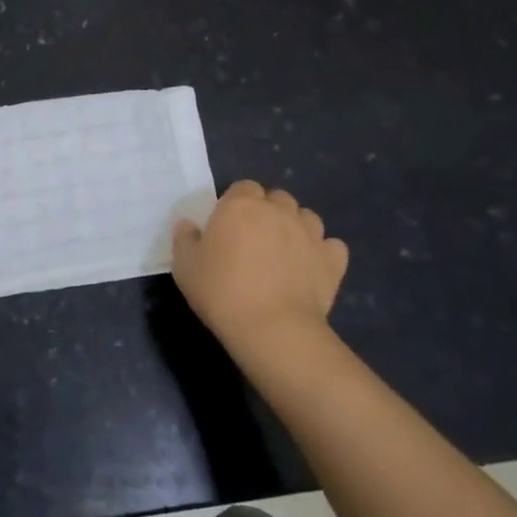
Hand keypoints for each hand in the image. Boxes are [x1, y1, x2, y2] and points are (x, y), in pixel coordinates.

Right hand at [171, 180, 348, 354]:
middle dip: (268, 212)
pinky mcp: (332, 260)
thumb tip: (188, 225)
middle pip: (277, 198)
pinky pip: (331, 246)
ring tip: (284, 252)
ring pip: (306, 217)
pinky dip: (323, 252)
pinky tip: (311, 267)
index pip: (243, 187)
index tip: (228, 226)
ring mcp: (310, 233)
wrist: (272, 328)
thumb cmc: (221, 292)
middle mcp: (278, 210)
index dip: (236, 204)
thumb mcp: (185, 267)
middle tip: (254, 240)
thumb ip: (185, 239)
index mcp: (241, 205)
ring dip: (296, 227)